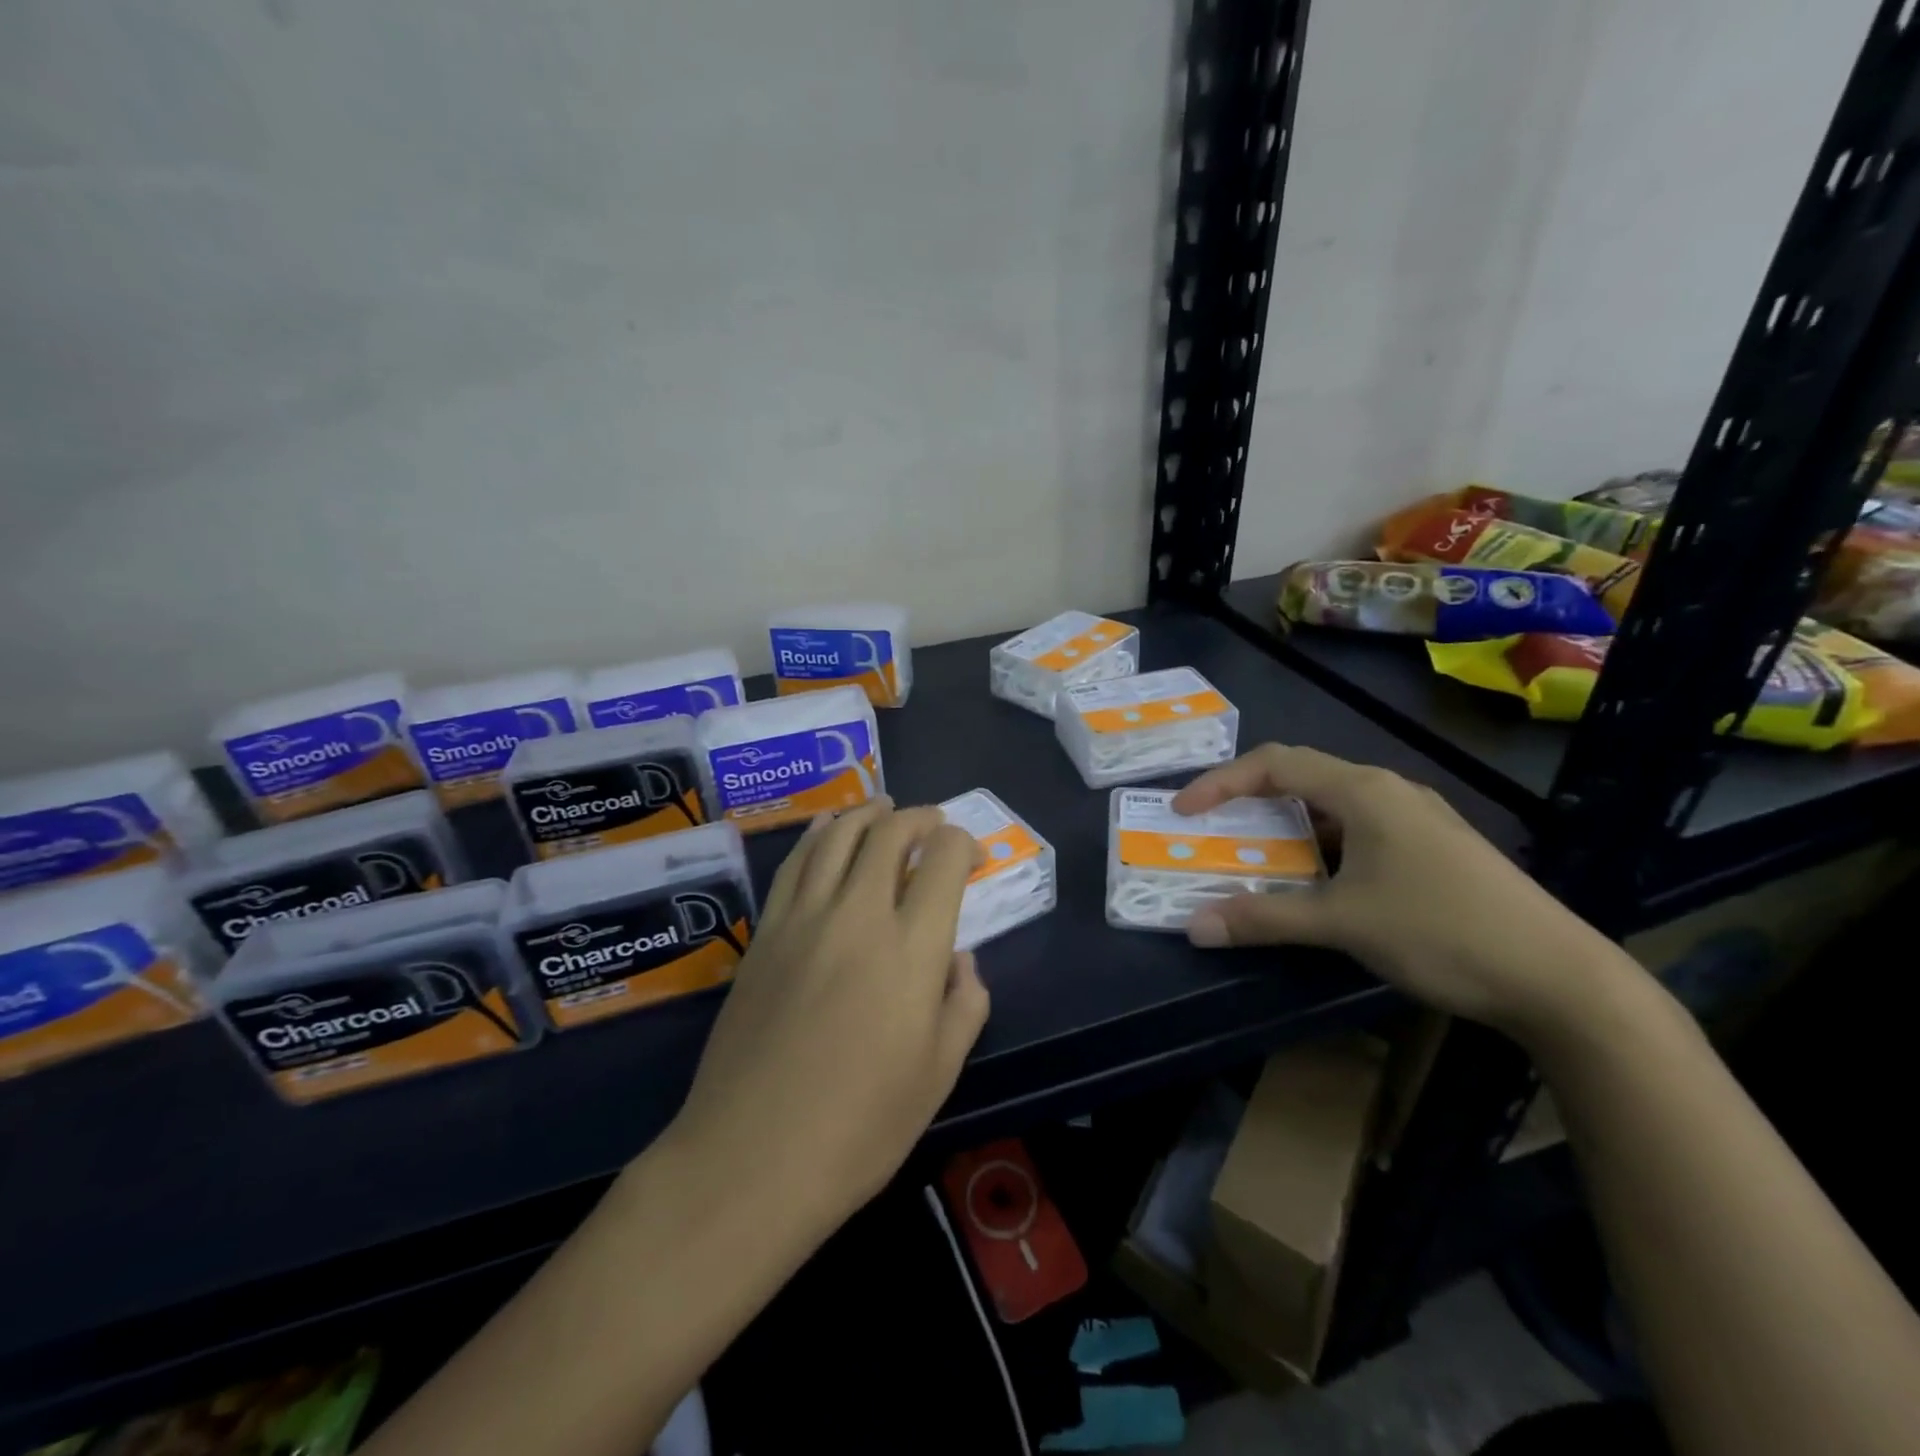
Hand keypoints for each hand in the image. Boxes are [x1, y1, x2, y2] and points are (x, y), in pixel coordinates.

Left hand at [668, 799, 989, 1229]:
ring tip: (884, 807)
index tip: (971, 857)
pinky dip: (818, 835)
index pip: (943, 861)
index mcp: (911, 949)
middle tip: (933, 824)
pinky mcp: (765, 934)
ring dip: (867, 813)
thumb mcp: (938, 1074)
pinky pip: (795, 864)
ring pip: (838, 836)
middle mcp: (858, 915)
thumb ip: (964, 1003)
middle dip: (919, 818)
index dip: (963, 845)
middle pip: (890, 834)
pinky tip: (828, 828)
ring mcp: (803, 919)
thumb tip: (958, 959)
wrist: (751, 1158)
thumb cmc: (859, 1128)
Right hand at [1174, 745, 1625, 1040]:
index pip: (1276, 764)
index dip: (1221, 782)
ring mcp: (1418, 818)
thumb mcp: (1342, 924)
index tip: (1184, 812)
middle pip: (1303, 777)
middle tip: (1214, 832)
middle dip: (1250, 801)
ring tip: (1257, 857)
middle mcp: (1390, 791)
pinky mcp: (1435, 847)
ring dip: (1287, 826)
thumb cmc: (1442, 932)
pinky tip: (1319, 881)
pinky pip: (1360, 830)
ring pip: (1333, 806)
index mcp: (1365, 791)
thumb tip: (1193, 927)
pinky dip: (1321, 845)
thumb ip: (1264, 919)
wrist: (1561, 978)